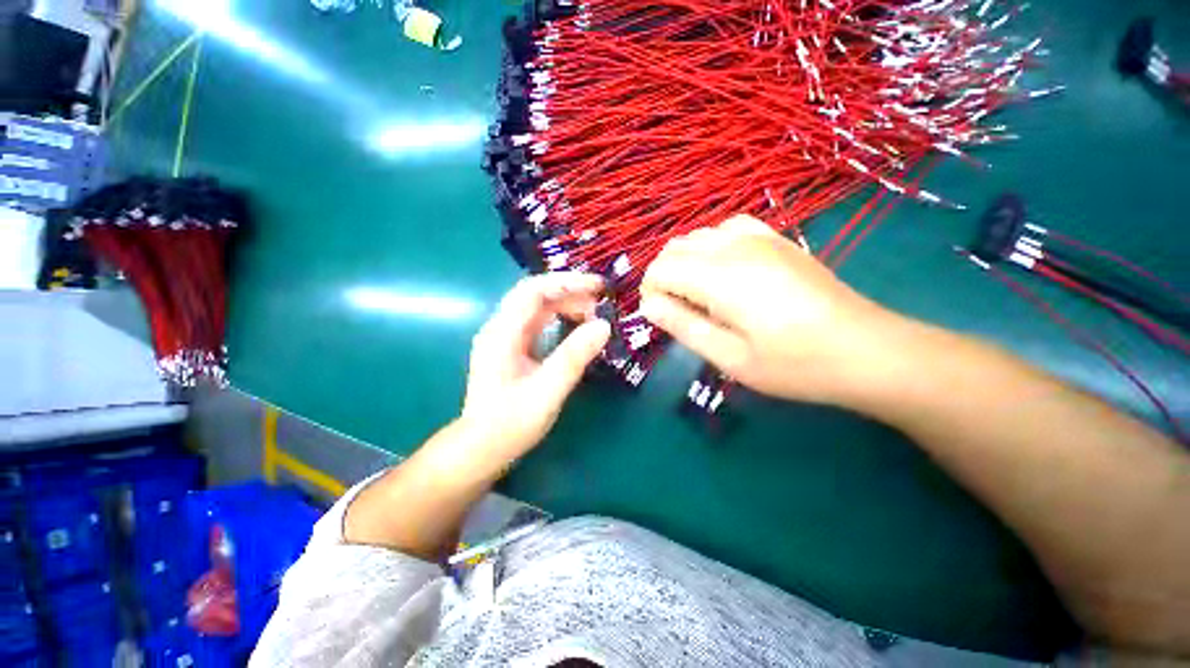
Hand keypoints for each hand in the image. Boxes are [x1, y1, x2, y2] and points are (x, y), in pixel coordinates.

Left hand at [461, 273, 610, 457]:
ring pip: (538, 309)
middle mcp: (501, 328)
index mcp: (502, 333)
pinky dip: (560, 319)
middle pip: (536, 296)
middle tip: (601, 301)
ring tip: (594, 313)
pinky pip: (539, 324)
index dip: (566, 282)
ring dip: (566, 305)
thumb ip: (574, 356)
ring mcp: (505, 338)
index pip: (533, 290)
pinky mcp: (513, 349)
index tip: (597, 285)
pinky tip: (576, 326)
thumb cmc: (511, 423)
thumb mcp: (547, 391)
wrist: (481, 449)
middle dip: (569, 292)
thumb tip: (604, 325)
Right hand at [640, 215, 891, 403]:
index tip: (662, 318)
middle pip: (674, 248)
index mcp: (720, 277)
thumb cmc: (794, 364)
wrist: (866, 349)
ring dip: (685, 262)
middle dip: (663, 276)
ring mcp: (759, 238)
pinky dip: (711, 246)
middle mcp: (734, 247)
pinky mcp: (777, 239)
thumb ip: (684, 326)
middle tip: (678, 311)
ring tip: (699, 294)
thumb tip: (649, 306)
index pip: (660, 269)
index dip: (650, 292)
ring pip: (698, 235)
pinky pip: (727, 228)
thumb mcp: (730, 357)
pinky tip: (724, 270)